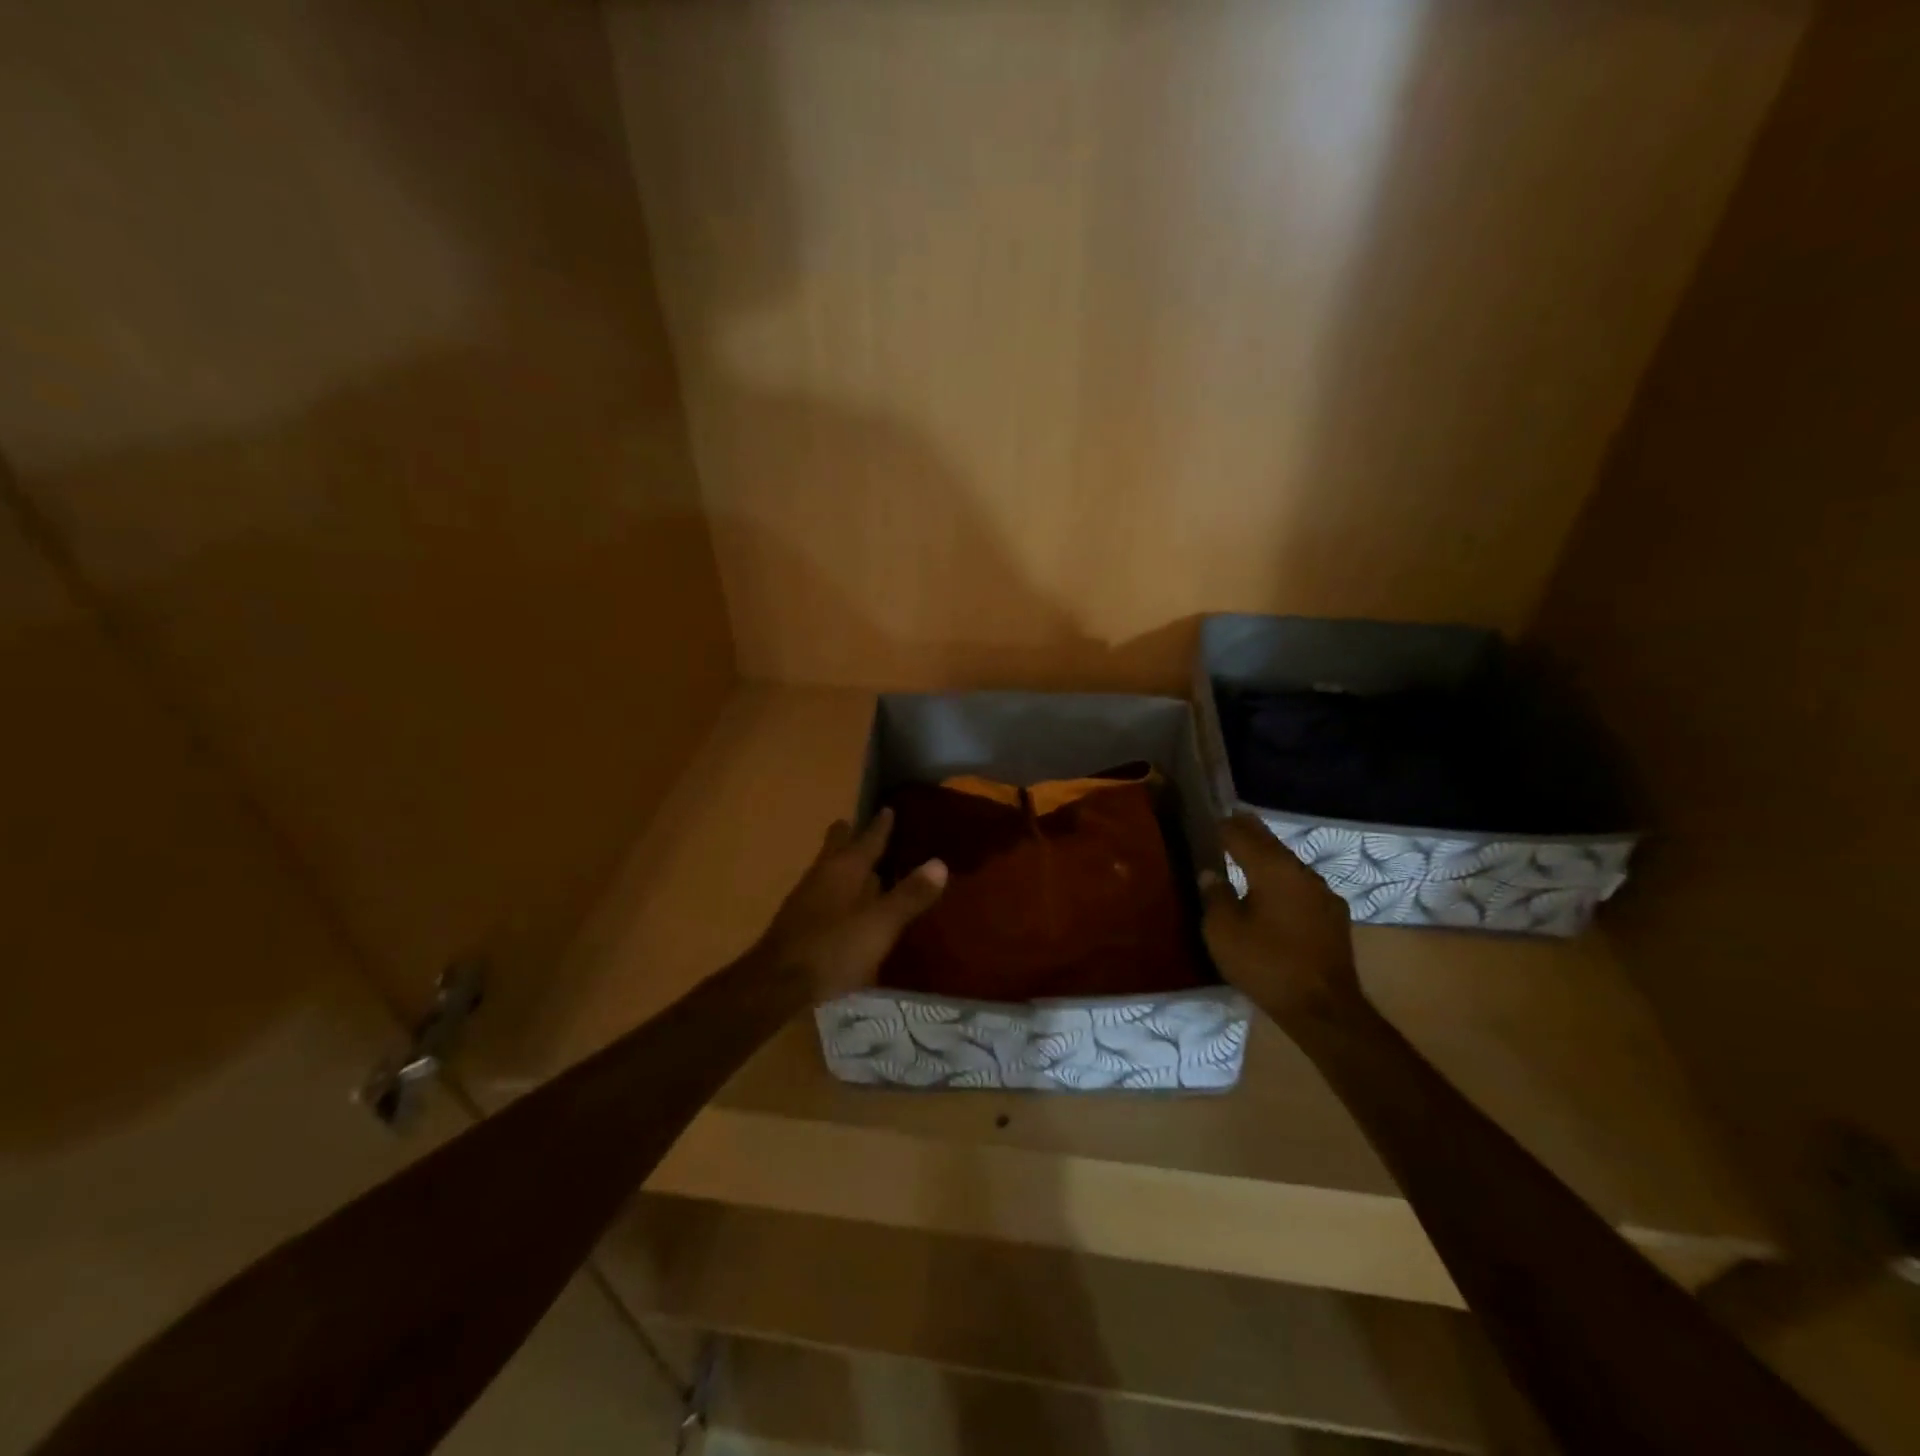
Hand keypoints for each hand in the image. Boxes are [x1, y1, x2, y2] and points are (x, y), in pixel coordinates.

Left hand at [758, 808, 948, 1001]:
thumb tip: (940, 863)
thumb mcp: (879, 925)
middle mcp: (822, 876)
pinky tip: (842, 905)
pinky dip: (835, 889)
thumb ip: (909, 896)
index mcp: (844, 870)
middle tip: (857, 823)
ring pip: (826, 869)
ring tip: (856, 862)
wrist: (776, 984)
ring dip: (841, 862)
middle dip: (848, 835)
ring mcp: (805, 899)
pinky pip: (821, 893)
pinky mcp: (797, 923)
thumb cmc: (833, 948)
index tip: (888, 809)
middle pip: (835, 847)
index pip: (867, 840)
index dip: (880, 826)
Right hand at [1203, 814, 1361, 1028]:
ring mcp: (1323, 894)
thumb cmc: (1266, 964)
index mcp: (1272, 869)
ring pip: (1288, 864)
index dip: (1224, 825)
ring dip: (1268, 856)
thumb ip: (1215, 896)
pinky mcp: (1334, 917)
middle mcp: (1301, 872)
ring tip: (1247, 855)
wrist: (1323, 1009)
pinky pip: (1301, 886)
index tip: (1210, 818)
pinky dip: (1283, 880)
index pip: (1242, 834)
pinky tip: (1274, 892)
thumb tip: (1211, 873)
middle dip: (1249, 831)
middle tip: (1230, 821)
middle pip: (1270, 843)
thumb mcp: (1223, 932)